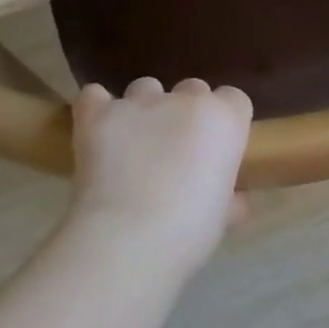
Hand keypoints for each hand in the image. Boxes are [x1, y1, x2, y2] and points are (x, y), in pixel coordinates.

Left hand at [69, 77, 253, 275]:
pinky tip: (97, 131)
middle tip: (176, 153)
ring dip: (144, 110)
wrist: (128, 239)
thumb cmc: (188, 232)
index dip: (224, 123)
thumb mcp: (220, 218)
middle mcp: (184, 100)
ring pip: (146, 88)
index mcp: (223, 120)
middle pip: (192, 89)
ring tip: (133, 145)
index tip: (216, 150)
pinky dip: (96, 109)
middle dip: (186, 114)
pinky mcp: (98, 114)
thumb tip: (233, 203)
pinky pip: (94, 96)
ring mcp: (138, 103)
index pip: (234, 99)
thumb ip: (228, 198)